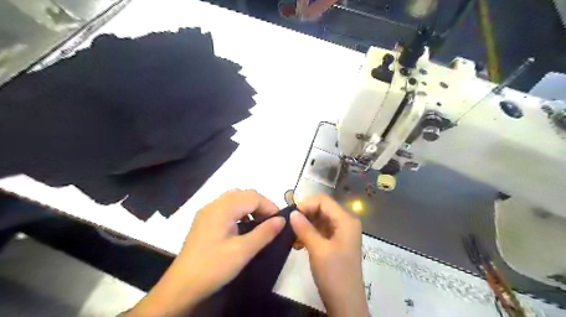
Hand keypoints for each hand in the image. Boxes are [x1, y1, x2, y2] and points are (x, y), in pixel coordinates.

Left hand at [126, 189, 284, 314]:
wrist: (181, 286)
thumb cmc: (214, 267)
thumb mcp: (243, 251)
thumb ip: (264, 233)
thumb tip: (282, 220)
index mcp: (222, 208)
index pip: (252, 197)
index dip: (269, 206)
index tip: (279, 221)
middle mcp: (213, 205)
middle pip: (243, 194)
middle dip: (260, 204)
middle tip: (270, 221)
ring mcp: (206, 212)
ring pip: (234, 199)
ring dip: (249, 206)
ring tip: (258, 222)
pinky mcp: (203, 221)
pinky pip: (225, 207)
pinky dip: (238, 211)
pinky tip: (241, 226)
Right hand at [289, 195, 369, 315]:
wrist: (346, 303)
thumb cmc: (334, 274)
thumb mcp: (318, 249)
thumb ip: (305, 228)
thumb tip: (292, 212)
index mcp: (346, 220)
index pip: (323, 201)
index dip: (306, 203)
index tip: (290, 214)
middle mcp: (345, 222)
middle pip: (322, 209)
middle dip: (304, 214)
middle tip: (288, 225)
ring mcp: (341, 233)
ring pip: (320, 220)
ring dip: (305, 225)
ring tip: (291, 235)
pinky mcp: (336, 242)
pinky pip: (321, 231)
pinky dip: (309, 233)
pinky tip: (297, 242)